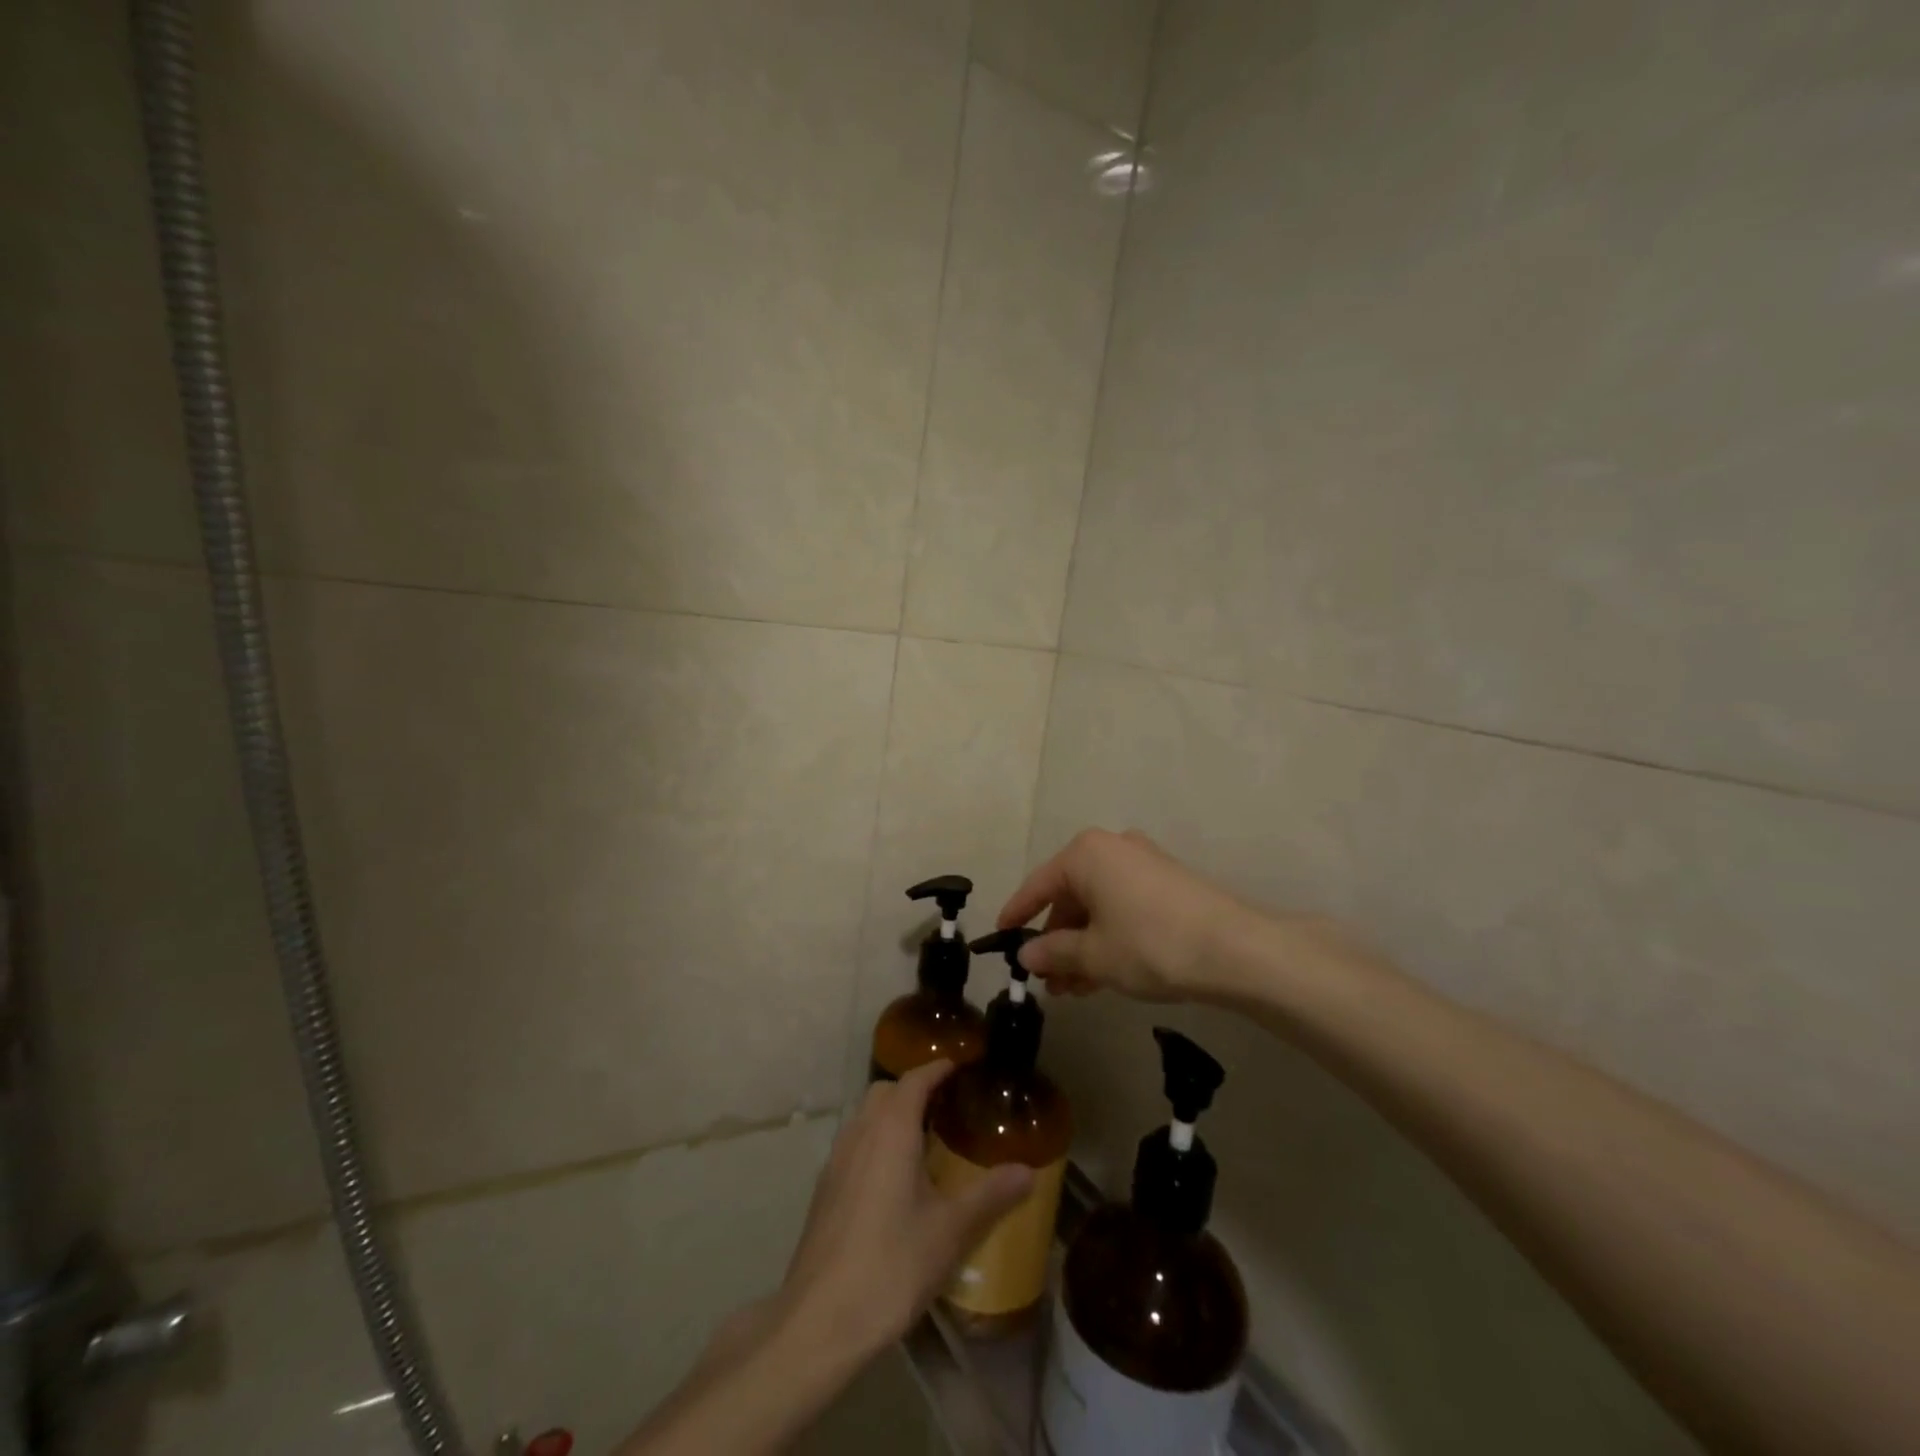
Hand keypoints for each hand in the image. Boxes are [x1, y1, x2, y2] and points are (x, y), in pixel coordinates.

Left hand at [775, 1061, 1032, 1361]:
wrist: (819, 1320)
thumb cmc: (891, 1264)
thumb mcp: (951, 1231)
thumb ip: (990, 1195)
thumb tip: (1028, 1171)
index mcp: (891, 1129)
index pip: (915, 1079)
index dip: (939, 1068)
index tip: (963, 1067)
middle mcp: (860, 1132)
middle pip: (886, 1092)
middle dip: (915, 1089)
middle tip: (948, 1107)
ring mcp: (836, 1160)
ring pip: (866, 1117)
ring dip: (893, 1116)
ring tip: (925, 1142)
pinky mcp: (825, 1189)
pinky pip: (855, 1144)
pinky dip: (877, 1142)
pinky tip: (895, 1181)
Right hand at [998, 828, 1265, 1000]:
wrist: (1236, 949)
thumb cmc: (1151, 944)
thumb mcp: (1094, 955)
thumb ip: (1054, 952)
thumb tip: (1027, 954)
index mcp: (1086, 854)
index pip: (1039, 885)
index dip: (1017, 913)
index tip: (1000, 937)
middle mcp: (1113, 849)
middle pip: (1070, 897)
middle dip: (1056, 941)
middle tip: (1046, 979)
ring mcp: (1144, 864)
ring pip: (1098, 907)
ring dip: (1082, 947)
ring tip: (1072, 990)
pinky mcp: (1168, 884)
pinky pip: (1123, 908)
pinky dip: (1108, 938)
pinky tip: (1103, 976)